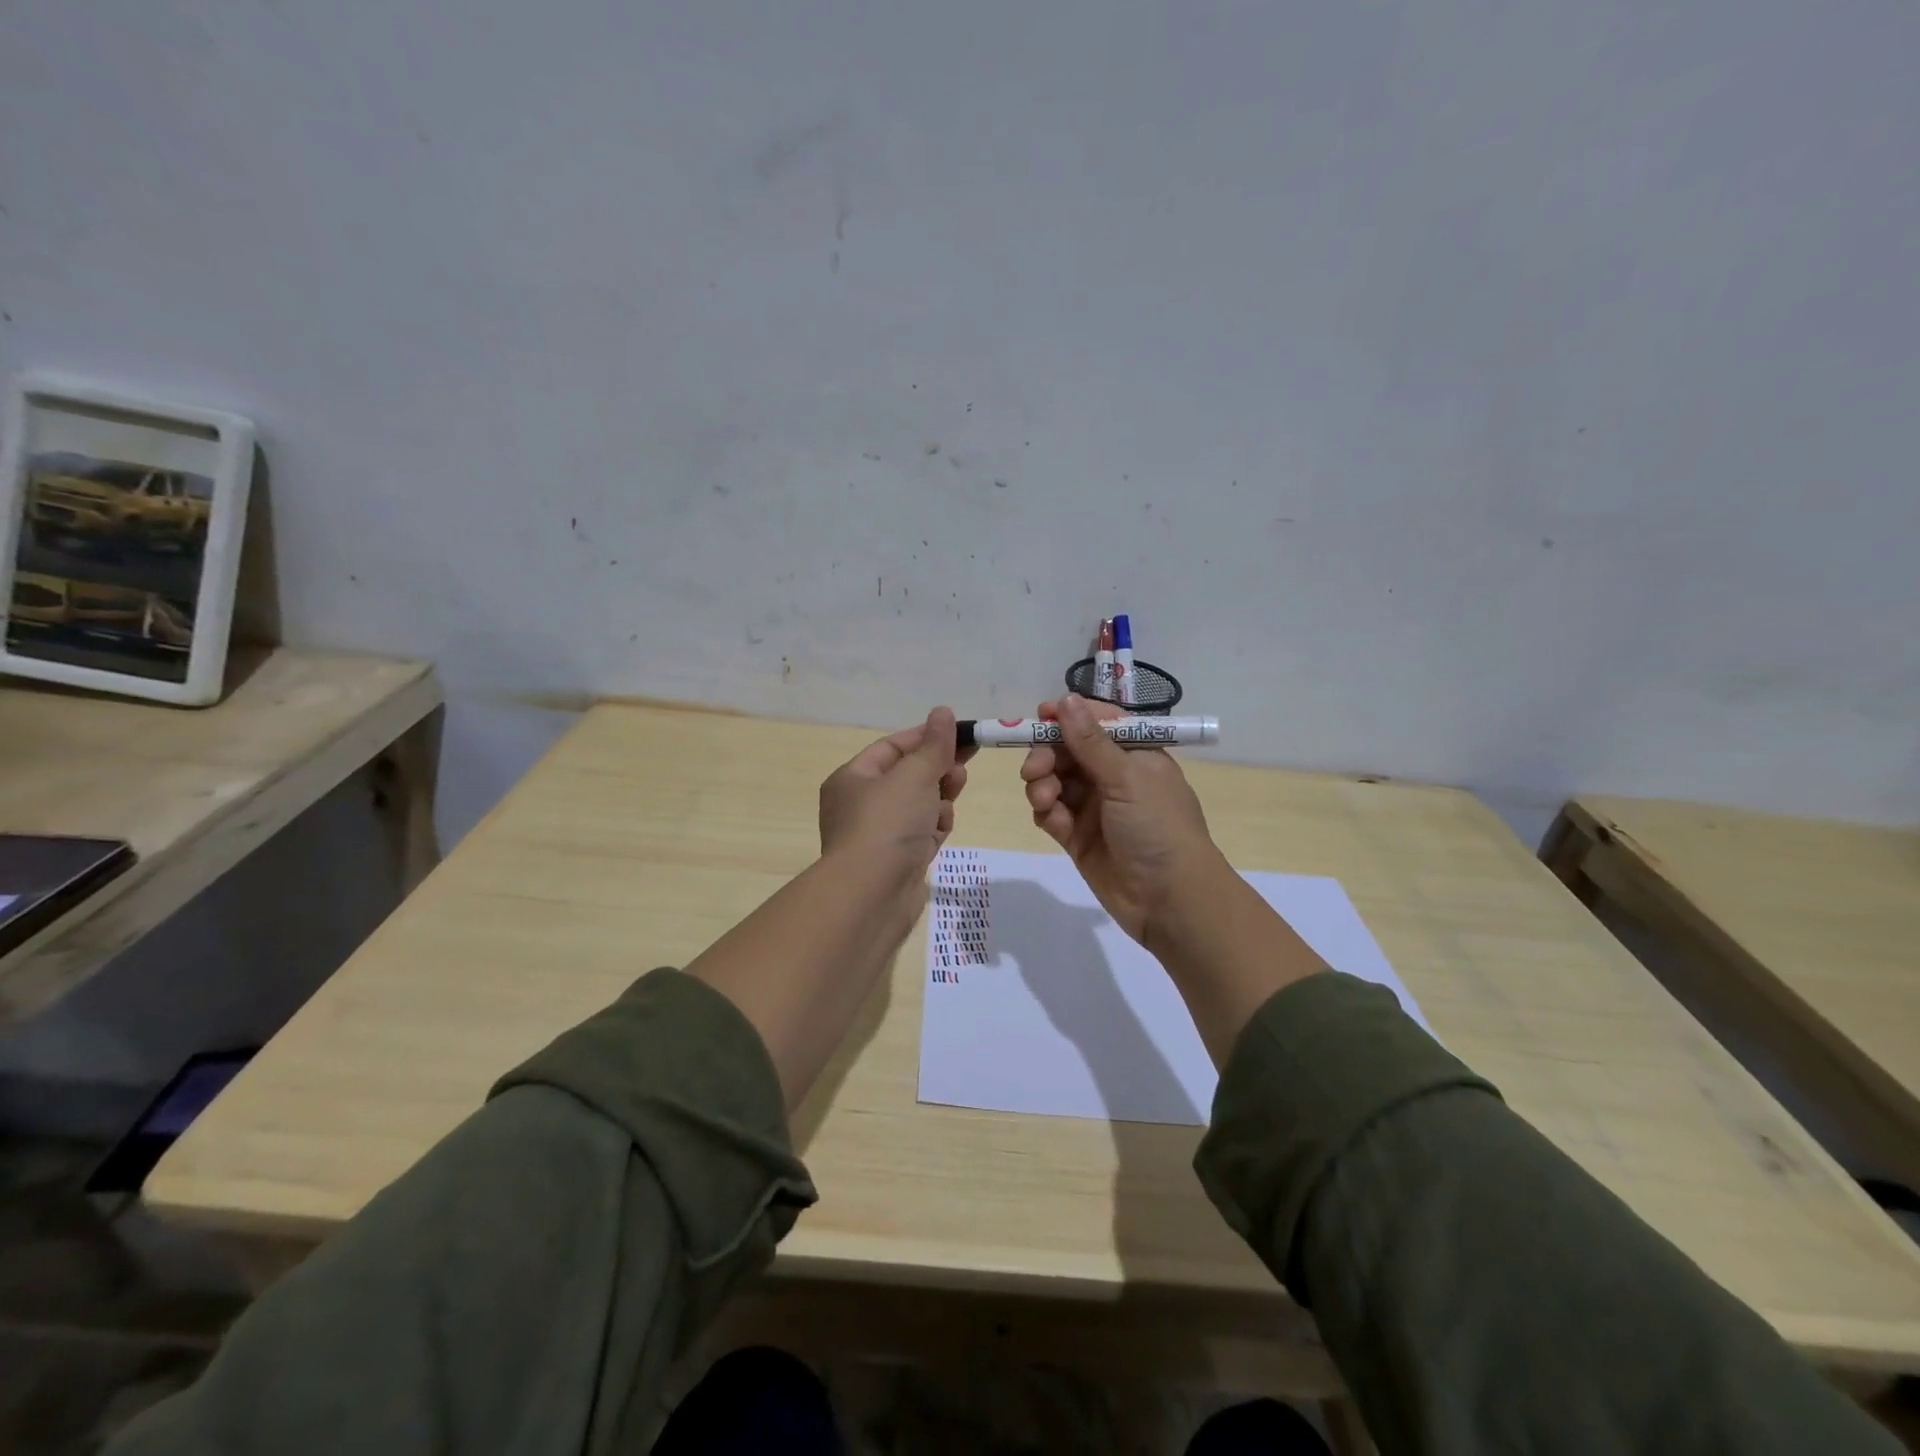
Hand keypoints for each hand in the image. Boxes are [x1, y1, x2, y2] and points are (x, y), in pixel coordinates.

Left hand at [819, 707, 974, 879]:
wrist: (871, 895)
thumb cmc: (887, 823)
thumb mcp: (913, 775)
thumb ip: (933, 745)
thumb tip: (943, 712)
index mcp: (853, 778)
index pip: (893, 747)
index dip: (926, 738)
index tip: (961, 734)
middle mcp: (861, 804)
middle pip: (908, 776)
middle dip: (937, 770)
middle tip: (962, 769)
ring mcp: (879, 834)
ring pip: (919, 804)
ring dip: (939, 799)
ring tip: (950, 800)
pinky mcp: (897, 859)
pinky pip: (921, 832)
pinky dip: (934, 827)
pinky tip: (940, 831)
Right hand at [1020, 694, 1219, 943]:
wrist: (1170, 900)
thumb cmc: (1158, 828)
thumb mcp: (1127, 778)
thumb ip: (1090, 741)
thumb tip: (1065, 698)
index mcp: (1135, 754)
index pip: (1096, 723)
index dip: (1068, 717)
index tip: (1039, 716)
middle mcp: (1114, 776)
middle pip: (1068, 751)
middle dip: (1046, 754)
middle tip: (1034, 769)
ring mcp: (1095, 807)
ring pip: (1055, 781)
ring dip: (1042, 784)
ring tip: (1044, 799)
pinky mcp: (1078, 837)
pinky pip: (1052, 813)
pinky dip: (1046, 811)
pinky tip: (1051, 819)